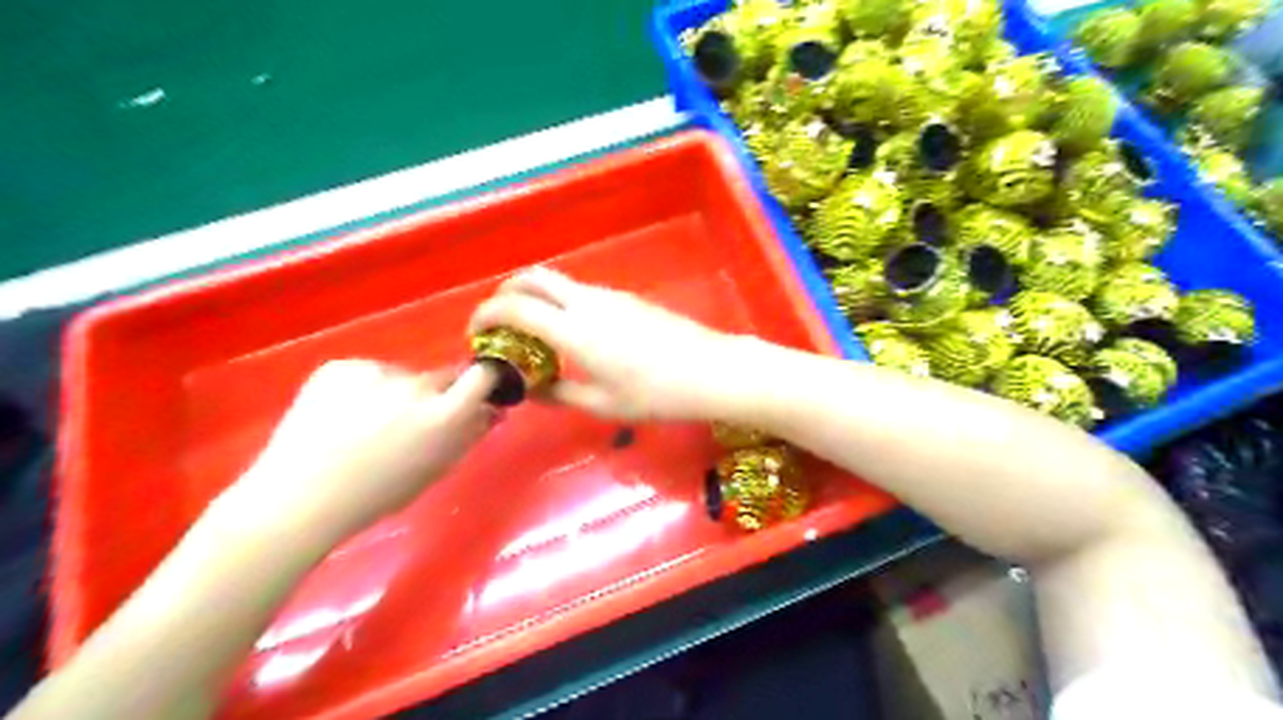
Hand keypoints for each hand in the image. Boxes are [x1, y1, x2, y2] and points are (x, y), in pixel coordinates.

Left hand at [214, 360, 495, 540]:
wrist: (298, 497)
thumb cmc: (376, 495)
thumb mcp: (434, 470)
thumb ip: (468, 435)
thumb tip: (493, 411)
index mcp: (444, 415)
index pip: (482, 375)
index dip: (484, 379)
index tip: (478, 391)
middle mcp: (416, 386)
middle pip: (441, 376)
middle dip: (438, 394)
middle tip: (413, 422)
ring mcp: (376, 371)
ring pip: (402, 377)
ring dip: (398, 393)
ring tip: (365, 425)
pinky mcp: (342, 366)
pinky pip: (367, 373)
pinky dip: (363, 389)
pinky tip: (341, 416)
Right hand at [470, 270, 747, 421]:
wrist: (710, 371)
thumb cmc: (656, 395)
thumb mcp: (602, 404)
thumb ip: (558, 394)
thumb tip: (529, 389)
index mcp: (574, 330)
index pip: (515, 308)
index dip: (486, 315)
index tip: (475, 333)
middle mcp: (587, 302)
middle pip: (533, 277)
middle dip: (506, 292)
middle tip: (498, 322)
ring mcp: (610, 295)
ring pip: (558, 282)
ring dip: (535, 297)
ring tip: (532, 332)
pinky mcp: (627, 298)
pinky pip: (581, 292)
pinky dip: (560, 302)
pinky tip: (570, 333)